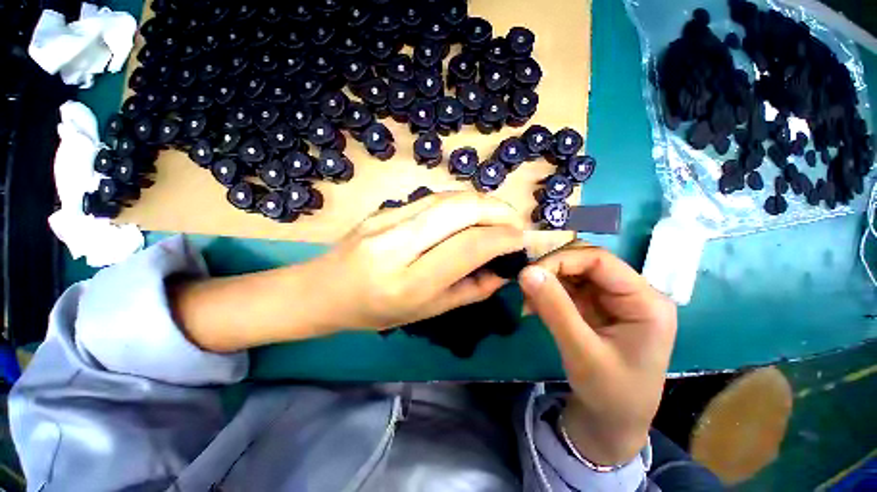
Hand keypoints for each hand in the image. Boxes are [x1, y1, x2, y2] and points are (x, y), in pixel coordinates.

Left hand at [172, 192, 524, 351]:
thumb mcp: (425, 313)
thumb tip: (502, 271)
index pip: (468, 247)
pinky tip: (470, 213)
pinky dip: (461, 202)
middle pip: (460, 210)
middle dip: (498, 211)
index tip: (520, 240)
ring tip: (498, 217)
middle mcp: (397, 245)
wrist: (322, 290)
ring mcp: (387, 220)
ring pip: (447, 197)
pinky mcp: (384, 209)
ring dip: (482, 202)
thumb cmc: (374, 312)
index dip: (502, 239)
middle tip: (515, 223)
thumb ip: (469, 291)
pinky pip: (432, 198)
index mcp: (409, 283)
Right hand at [518, 245, 676, 465]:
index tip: (529, 273)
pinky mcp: (597, 307)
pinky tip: (534, 307)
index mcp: (645, 301)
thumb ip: (554, 308)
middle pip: (585, 263)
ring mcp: (613, 299)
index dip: (561, 260)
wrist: (613, 422)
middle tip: (525, 286)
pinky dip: (547, 293)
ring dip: (546, 282)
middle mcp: (632, 293)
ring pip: (573, 273)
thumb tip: (525, 271)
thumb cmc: (609, 393)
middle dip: (551, 271)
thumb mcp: (581, 352)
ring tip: (527, 301)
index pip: (600, 260)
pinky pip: (568, 288)